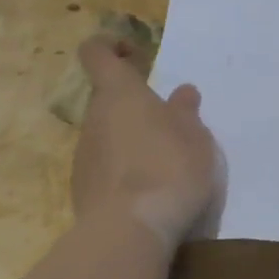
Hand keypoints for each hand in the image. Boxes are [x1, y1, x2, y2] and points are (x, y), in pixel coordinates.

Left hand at [72, 36, 222, 247]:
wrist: (130, 231)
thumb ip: (185, 113)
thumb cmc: (170, 169)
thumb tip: (182, 93)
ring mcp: (84, 154)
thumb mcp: (195, 138)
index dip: (109, 46)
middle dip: (134, 105)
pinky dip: (123, 170)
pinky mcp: (82, 188)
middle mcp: (95, 118)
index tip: (133, 53)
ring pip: (107, 134)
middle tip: (168, 123)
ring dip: (130, 139)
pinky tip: (148, 191)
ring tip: (164, 162)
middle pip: (107, 99)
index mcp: (120, 94)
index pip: (96, 53)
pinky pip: (105, 167)